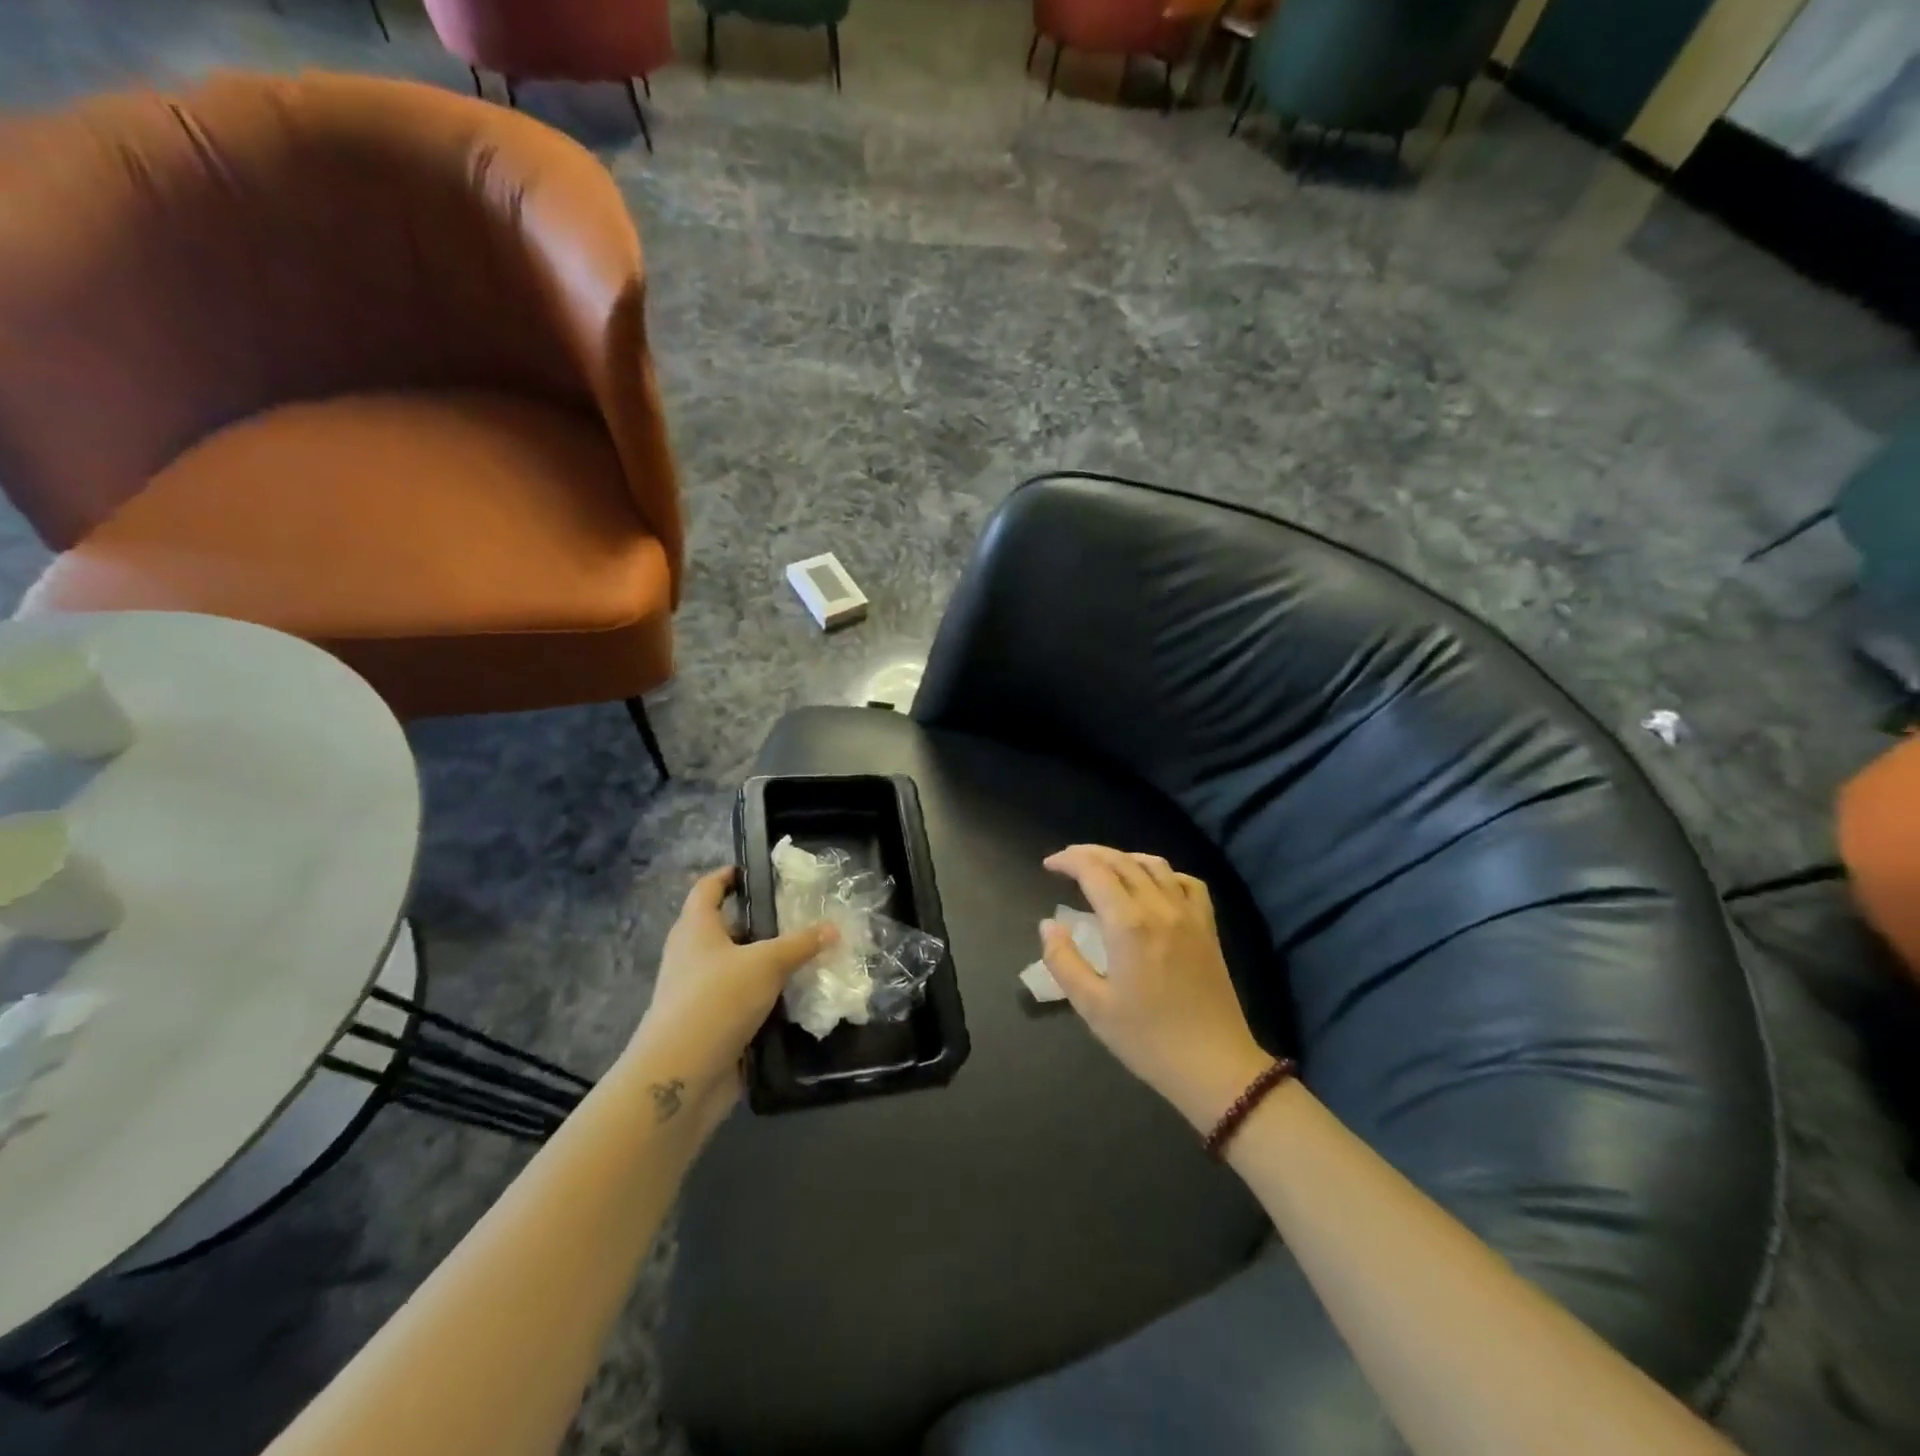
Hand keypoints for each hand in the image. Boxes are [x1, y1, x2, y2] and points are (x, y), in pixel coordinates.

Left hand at [623, 866, 833, 1125]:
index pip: (708, 888)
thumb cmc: (716, 1000)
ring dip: (768, 964)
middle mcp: (692, 956)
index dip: (728, 875)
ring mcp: (699, 994)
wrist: (681, 1076)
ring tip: (809, 955)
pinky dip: (767, 998)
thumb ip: (800, 944)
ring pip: (738, 967)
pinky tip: (798, 998)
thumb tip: (833, 928)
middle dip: (761, 923)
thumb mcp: (766, 963)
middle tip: (800, 916)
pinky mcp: (711, 1025)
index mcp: (695, 929)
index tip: (755, 870)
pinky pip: (743, 1002)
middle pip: (727, 929)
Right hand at [1042, 845, 1270, 1132]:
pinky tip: (1152, 884)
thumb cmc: (1147, 1039)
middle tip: (1066, 861)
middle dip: (1090, 854)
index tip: (1049, 865)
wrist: (1215, 1066)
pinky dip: (1164, 873)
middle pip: (1122, 861)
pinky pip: (1188, 883)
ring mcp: (1189, 915)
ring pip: (1155, 865)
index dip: (1069, 861)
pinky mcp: (1208, 928)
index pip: (1094, 872)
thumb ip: (1063, 961)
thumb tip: (1048, 925)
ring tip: (1103, 867)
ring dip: (1124, 858)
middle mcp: (1159, 907)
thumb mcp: (1092, 1006)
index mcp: (1129, 924)